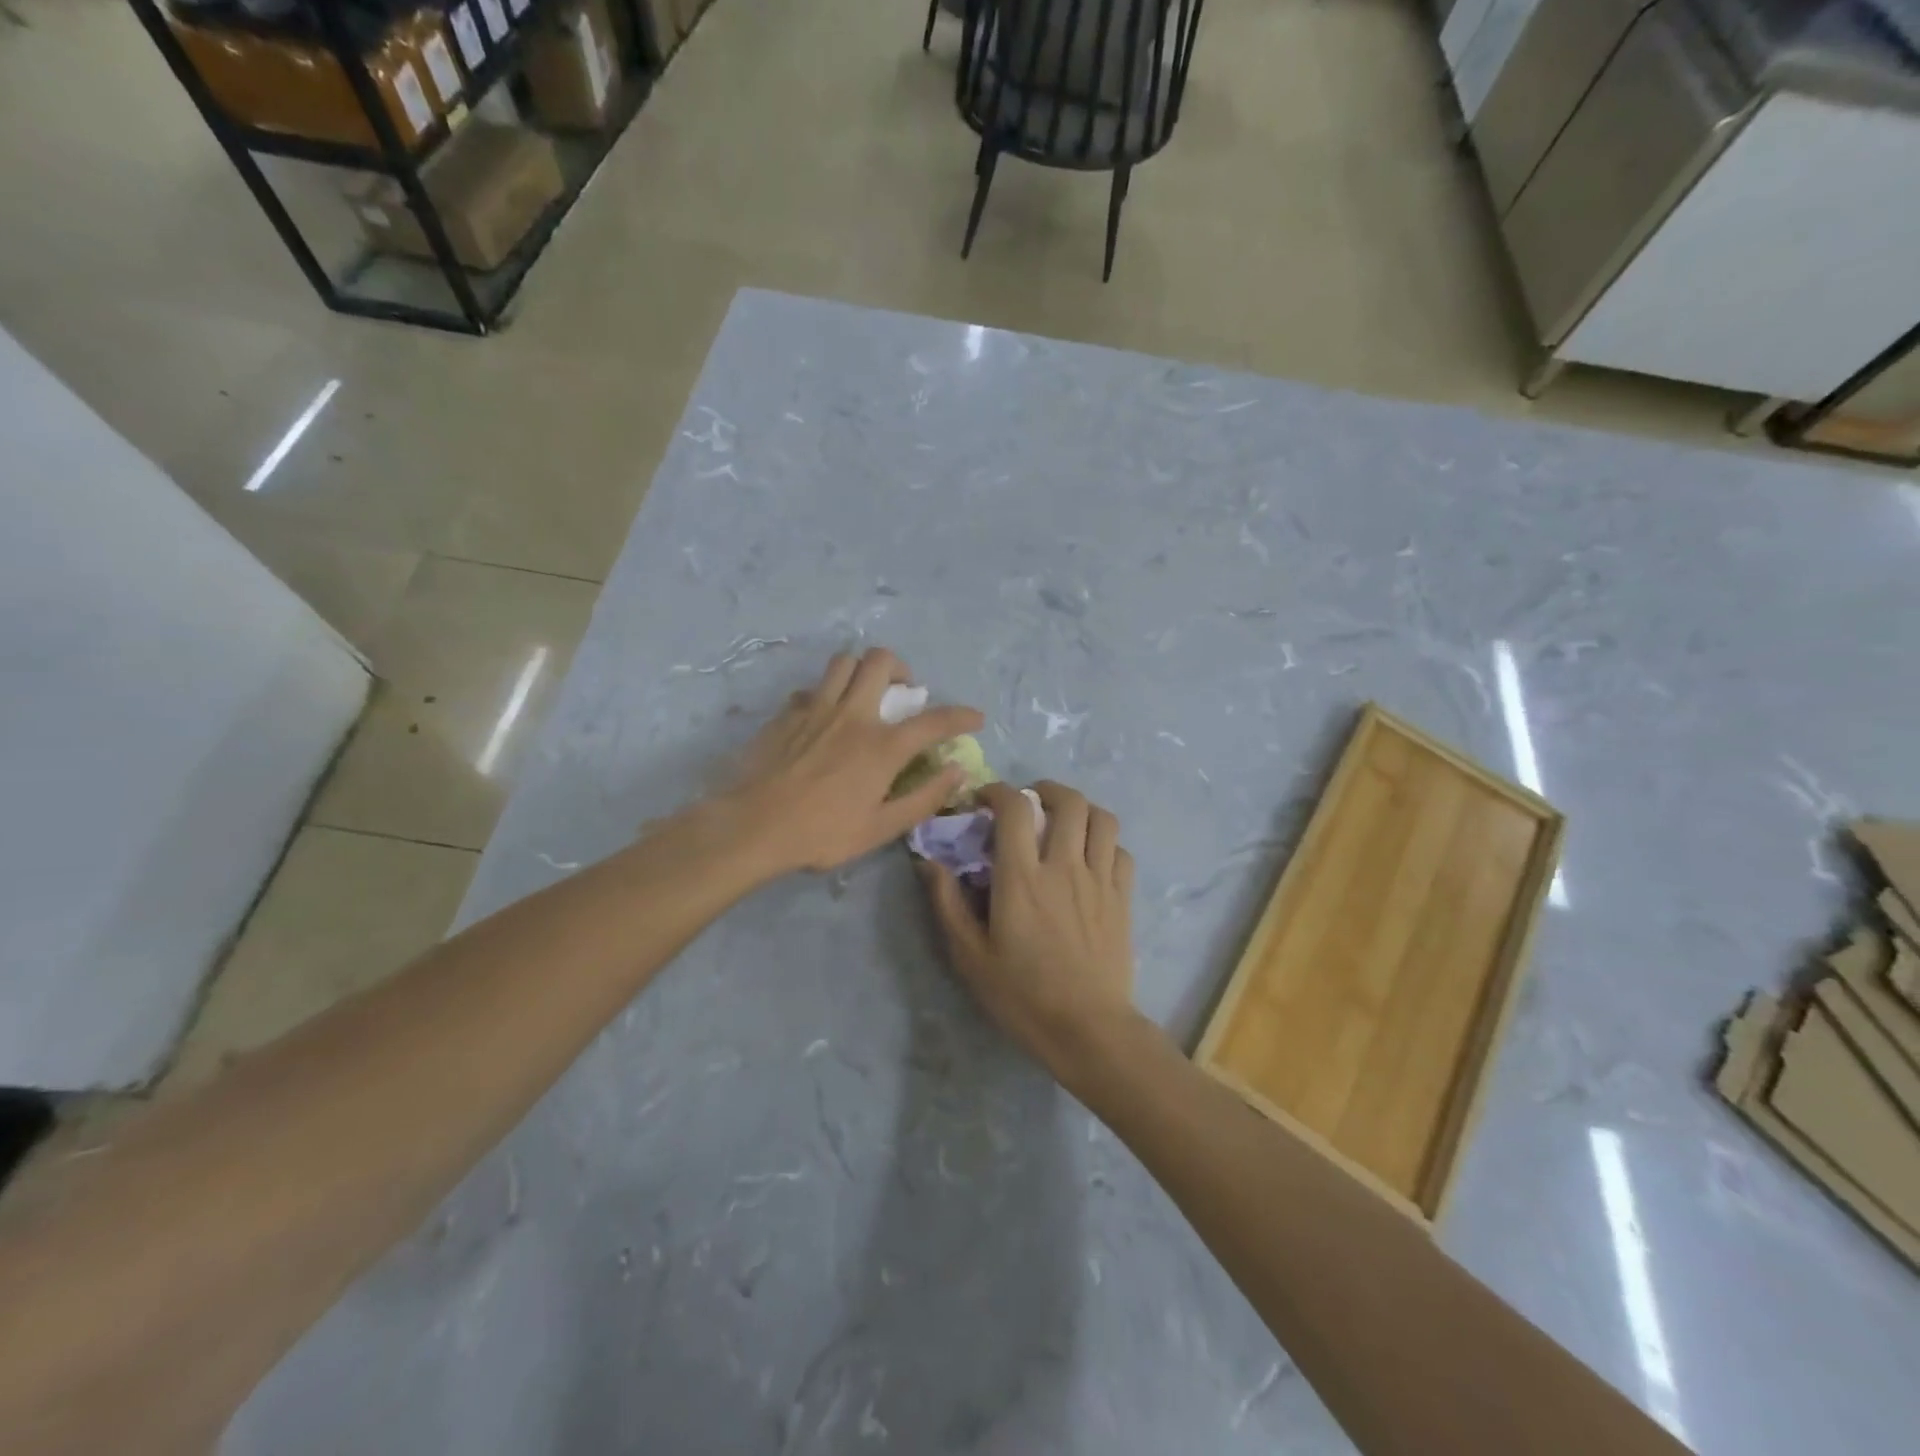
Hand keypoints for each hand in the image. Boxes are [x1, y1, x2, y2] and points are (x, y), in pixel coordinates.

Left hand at [721, 648, 982, 874]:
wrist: (753, 827)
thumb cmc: (821, 833)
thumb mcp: (881, 828)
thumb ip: (923, 797)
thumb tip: (956, 771)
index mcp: (881, 746)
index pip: (933, 721)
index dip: (961, 716)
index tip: (975, 718)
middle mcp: (853, 715)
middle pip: (881, 661)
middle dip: (902, 669)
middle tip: (904, 693)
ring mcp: (816, 709)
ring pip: (844, 663)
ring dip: (862, 671)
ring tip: (864, 695)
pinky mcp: (787, 713)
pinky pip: (812, 688)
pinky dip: (826, 695)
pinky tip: (824, 718)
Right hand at [920, 780, 1137, 1071]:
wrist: (1088, 1030)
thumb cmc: (1023, 996)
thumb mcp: (970, 957)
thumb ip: (948, 904)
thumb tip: (929, 862)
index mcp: (1022, 878)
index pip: (1015, 808)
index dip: (999, 791)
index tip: (985, 800)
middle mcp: (1064, 867)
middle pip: (1068, 801)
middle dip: (1046, 790)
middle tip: (1030, 803)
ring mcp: (1099, 880)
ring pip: (1102, 818)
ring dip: (1081, 809)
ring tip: (1064, 821)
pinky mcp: (1123, 898)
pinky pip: (1120, 850)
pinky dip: (1104, 842)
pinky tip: (1090, 857)